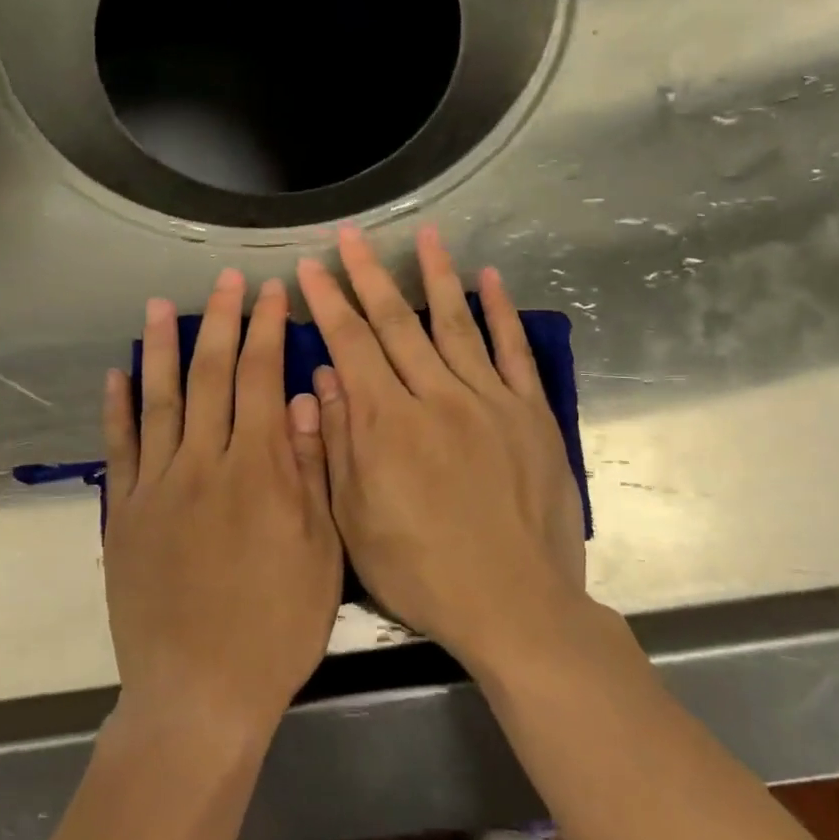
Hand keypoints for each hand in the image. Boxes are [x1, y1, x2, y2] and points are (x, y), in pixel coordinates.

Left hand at [102, 269, 342, 737]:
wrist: (199, 694)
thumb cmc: (276, 627)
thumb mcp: (320, 553)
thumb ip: (311, 470)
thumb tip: (308, 399)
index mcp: (259, 470)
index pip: (262, 379)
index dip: (266, 330)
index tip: (270, 292)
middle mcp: (204, 463)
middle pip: (211, 376)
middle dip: (221, 321)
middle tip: (226, 279)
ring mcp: (158, 485)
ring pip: (159, 399)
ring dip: (160, 347)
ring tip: (160, 305)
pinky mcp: (126, 513)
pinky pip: (120, 448)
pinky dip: (117, 407)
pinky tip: (116, 374)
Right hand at [296, 225, 586, 668]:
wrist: (514, 605)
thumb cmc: (422, 572)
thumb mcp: (356, 520)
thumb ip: (337, 444)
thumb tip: (324, 379)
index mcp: (386, 424)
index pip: (350, 346)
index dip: (327, 303)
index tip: (309, 269)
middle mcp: (435, 397)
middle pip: (396, 323)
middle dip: (367, 275)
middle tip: (350, 235)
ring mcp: (488, 401)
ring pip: (455, 323)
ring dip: (436, 275)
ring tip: (424, 234)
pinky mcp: (530, 414)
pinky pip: (513, 352)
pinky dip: (500, 312)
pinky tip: (489, 279)